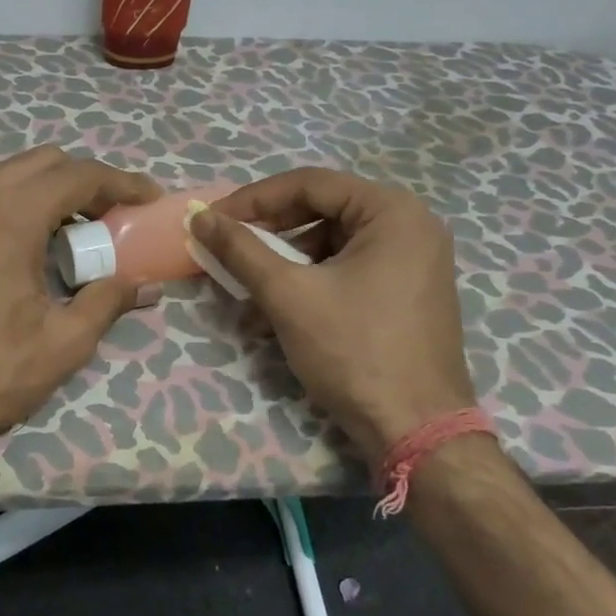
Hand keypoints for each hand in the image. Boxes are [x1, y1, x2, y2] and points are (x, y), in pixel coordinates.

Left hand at [0, 146, 159, 472]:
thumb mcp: (63, 343)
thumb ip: (108, 301)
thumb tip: (147, 286)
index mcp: (10, 216)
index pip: (78, 175)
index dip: (121, 182)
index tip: (150, 197)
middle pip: (42, 162)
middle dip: (84, 180)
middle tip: (111, 217)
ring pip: (4, 174)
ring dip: (44, 189)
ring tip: (69, 231)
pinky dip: (9, 204)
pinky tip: (20, 246)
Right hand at [190, 169, 475, 463]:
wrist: (416, 432)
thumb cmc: (354, 351)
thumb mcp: (288, 295)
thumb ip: (241, 249)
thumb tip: (199, 216)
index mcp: (393, 211)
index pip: (310, 184)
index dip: (254, 199)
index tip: (213, 219)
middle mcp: (412, 225)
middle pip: (323, 210)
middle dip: (271, 232)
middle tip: (229, 248)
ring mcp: (415, 261)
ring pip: (333, 243)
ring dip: (287, 262)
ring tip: (250, 290)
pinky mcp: (409, 292)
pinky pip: (350, 268)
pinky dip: (312, 281)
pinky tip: (280, 310)